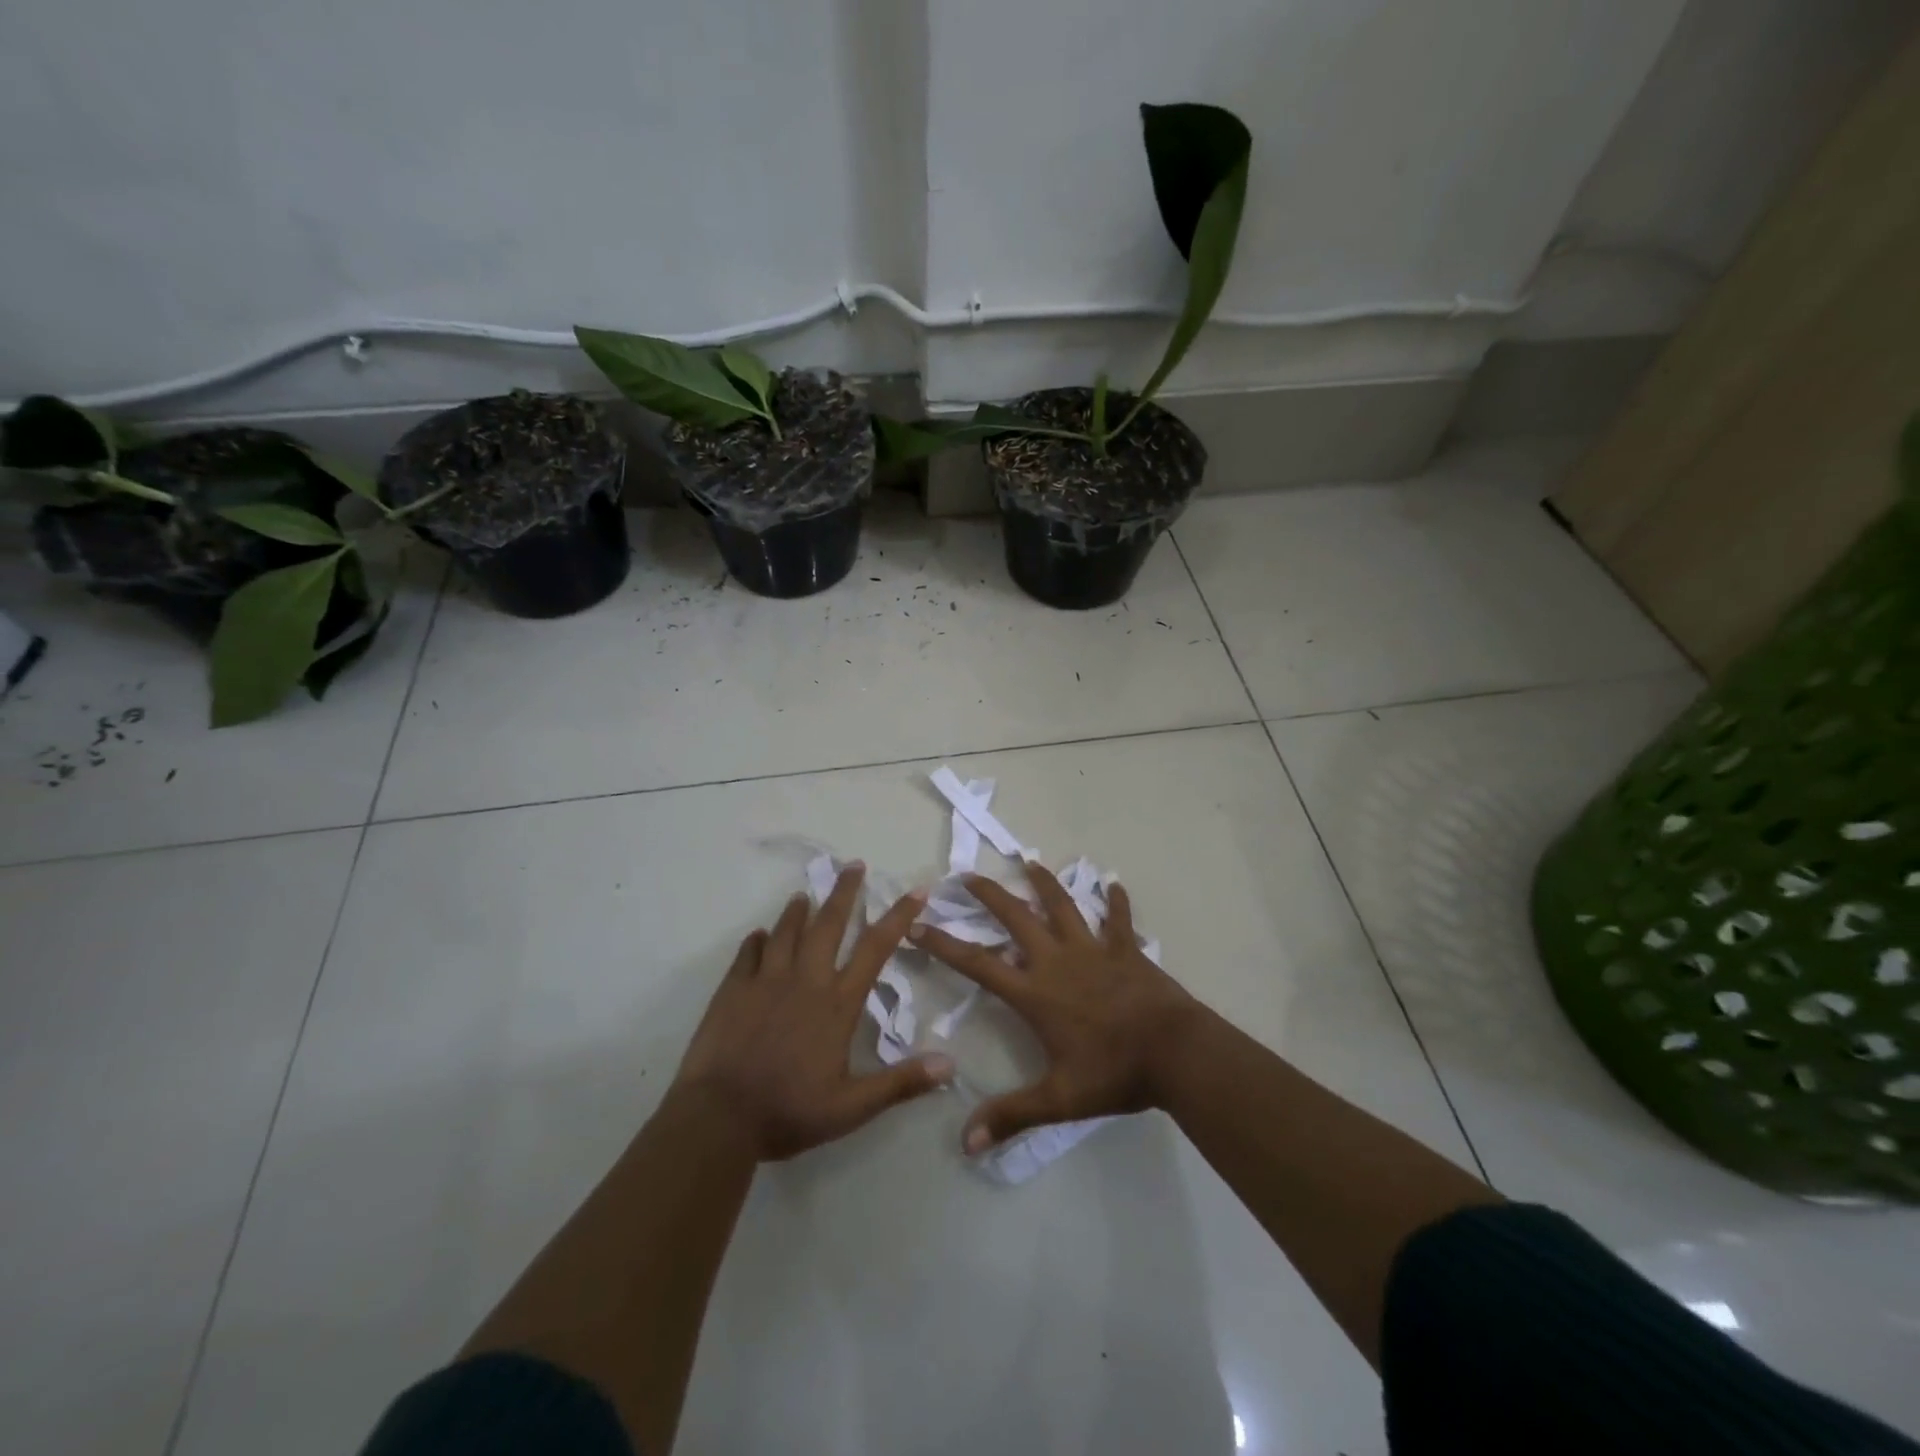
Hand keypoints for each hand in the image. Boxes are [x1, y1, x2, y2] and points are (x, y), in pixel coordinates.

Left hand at [672, 864, 953, 1160]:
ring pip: (786, 931)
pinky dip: (757, 941)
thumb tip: (949, 1065)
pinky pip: (748, 953)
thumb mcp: (852, 1107)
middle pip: (828, 924)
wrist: (719, 1117)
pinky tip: (760, 936)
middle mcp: (805, 980)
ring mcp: (766, 980)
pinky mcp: (733, 989)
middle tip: (853, 865)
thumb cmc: (789, 1111)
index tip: (915, 890)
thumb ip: (900, 1083)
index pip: (875, 948)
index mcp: (837, 1003)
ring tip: (805, 894)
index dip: (898, 916)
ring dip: (798, 910)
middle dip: (844, 892)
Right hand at [908, 863, 1196, 1153]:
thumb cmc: (1114, 1073)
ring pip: (1063, 906)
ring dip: (1044, 883)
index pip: (978, 964)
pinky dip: (1117, 902)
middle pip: (1016, 919)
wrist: (1175, 1052)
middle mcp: (1058, 961)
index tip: (918, 925)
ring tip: (1029, 862)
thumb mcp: (1059, 1100)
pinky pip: (1119, 920)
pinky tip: (1115, 884)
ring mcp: (1094, 950)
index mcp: (1036, 992)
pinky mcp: (1126, 950)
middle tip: (967, 876)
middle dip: (989, 896)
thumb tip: (965, 1143)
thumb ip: (1012, 1116)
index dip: (944, 945)